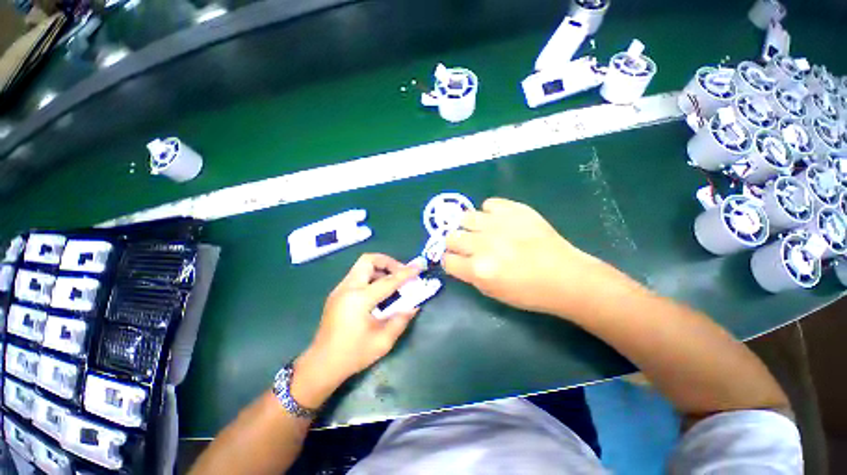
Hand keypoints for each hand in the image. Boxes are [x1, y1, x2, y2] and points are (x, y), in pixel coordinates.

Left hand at [291, 254, 420, 407]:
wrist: (321, 365)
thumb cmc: (353, 354)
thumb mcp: (383, 341)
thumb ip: (400, 320)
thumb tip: (413, 306)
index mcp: (359, 299)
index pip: (388, 280)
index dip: (405, 273)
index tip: (418, 267)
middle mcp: (348, 288)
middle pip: (368, 260)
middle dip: (388, 262)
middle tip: (400, 273)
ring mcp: (340, 289)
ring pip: (362, 266)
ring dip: (379, 269)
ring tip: (393, 282)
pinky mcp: (337, 294)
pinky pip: (357, 276)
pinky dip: (371, 277)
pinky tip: (379, 292)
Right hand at [443, 197, 608, 316]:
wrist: (566, 277)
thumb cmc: (529, 292)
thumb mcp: (492, 292)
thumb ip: (470, 275)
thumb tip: (459, 260)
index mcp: (478, 269)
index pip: (447, 260)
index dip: (450, 261)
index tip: (457, 261)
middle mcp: (483, 244)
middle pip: (451, 237)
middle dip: (456, 244)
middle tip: (468, 247)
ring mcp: (498, 224)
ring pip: (465, 217)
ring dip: (469, 226)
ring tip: (482, 231)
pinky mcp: (514, 209)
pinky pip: (489, 203)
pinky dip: (490, 212)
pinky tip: (499, 221)